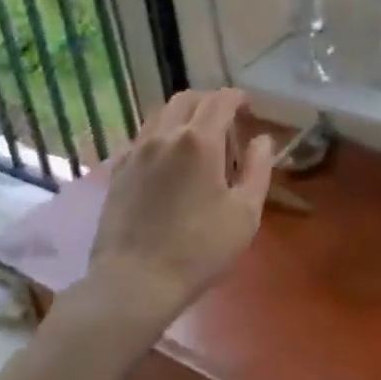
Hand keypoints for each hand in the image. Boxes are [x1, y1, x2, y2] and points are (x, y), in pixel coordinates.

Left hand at [87, 88, 273, 329]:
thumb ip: (258, 169)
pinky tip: (167, 157)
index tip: (249, 107)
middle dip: (210, 101)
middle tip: (226, 119)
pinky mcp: (118, 169)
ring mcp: (137, 150)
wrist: (134, 282)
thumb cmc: (198, 250)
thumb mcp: (244, 214)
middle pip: (188, 98)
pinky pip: (142, 136)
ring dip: (183, 113)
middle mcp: (165, 134)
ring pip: (161, 112)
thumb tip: (262, 140)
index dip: (238, 97)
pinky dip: (160, 133)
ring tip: (196, 134)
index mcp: (199, 140)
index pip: (221, 100)